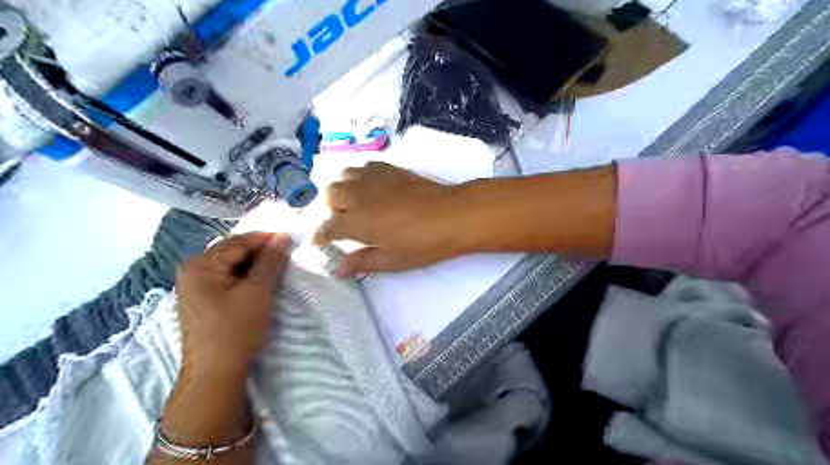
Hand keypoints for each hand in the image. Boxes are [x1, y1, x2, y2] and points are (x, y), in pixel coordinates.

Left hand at [176, 232, 289, 369]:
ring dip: (255, 264)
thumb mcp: (257, 291)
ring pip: (232, 265)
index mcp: (199, 265)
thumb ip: (270, 261)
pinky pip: (227, 278)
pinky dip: (246, 277)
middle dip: (261, 251)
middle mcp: (192, 271)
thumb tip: (282, 237)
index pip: (238, 242)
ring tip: (279, 266)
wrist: (215, 373)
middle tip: (287, 253)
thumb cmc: (235, 330)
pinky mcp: (202, 299)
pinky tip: (262, 281)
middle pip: (233, 252)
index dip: (266, 238)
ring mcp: (194, 286)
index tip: (291, 238)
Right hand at [313, 162, 469, 275]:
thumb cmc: (423, 243)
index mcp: (357, 222)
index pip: (328, 226)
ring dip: (343, 189)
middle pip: (330, 195)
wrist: (452, 215)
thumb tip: (339, 269)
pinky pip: (364, 166)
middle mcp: (359, 196)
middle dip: (330, 209)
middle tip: (342, 221)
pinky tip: (370, 187)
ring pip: (344, 176)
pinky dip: (360, 176)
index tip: (319, 241)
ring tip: (354, 202)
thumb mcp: (392, 260)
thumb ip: (362, 262)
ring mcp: (374, 178)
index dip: (320, 235)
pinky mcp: (390, 169)